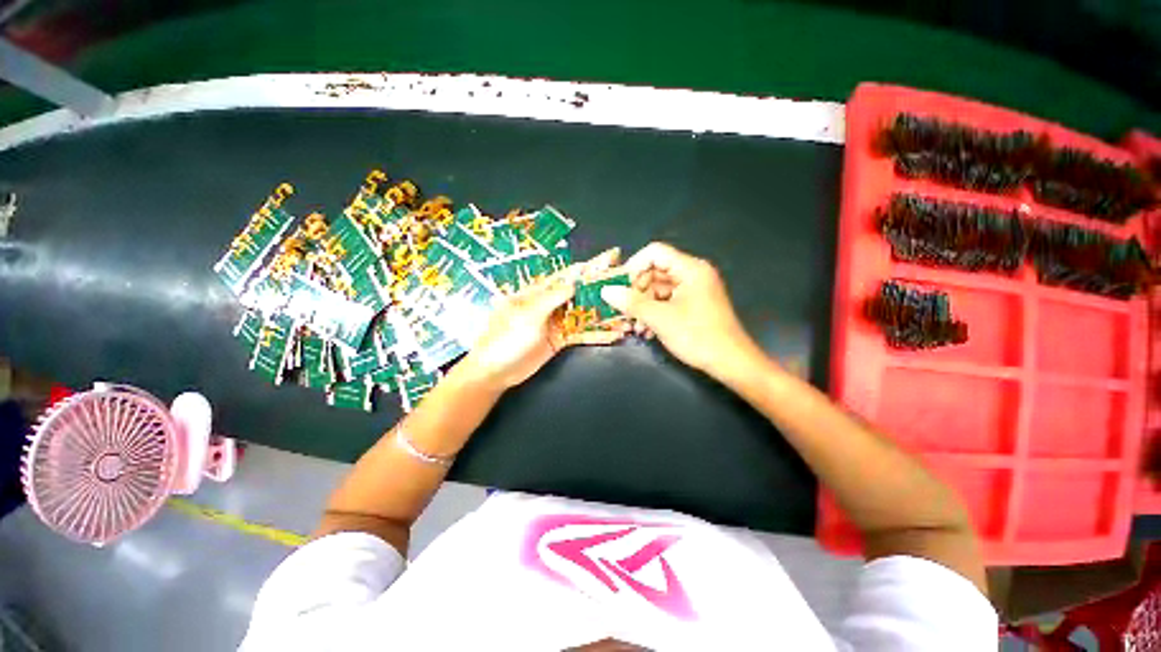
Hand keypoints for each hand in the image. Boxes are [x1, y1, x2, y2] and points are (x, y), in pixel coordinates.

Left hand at [460, 248, 628, 389]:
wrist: (494, 371)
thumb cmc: (504, 338)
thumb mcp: (526, 315)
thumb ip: (550, 298)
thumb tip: (574, 282)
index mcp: (539, 292)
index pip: (569, 275)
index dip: (591, 266)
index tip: (612, 258)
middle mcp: (551, 304)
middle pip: (581, 293)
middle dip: (604, 288)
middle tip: (629, 283)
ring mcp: (557, 322)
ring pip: (585, 314)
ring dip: (605, 313)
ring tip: (628, 313)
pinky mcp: (560, 339)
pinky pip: (582, 334)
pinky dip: (597, 334)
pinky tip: (615, 334)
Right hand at [601, 242, 760, 377]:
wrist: (730, 362)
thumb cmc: (697, 335)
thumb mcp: (660, 318)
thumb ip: (631, 302)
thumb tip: (606, 291)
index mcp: (690, 269)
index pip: (655, 253)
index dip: (634, 266)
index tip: (619, 287)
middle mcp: (693, 274)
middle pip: (655, 272)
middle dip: (637, 291)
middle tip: (623, 309)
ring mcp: (694, 290)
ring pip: (658, 289)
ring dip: (643, 306)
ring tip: (634, 325)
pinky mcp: (693, 305)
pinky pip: (667, 302)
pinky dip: (654, 313)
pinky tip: (645, 330)